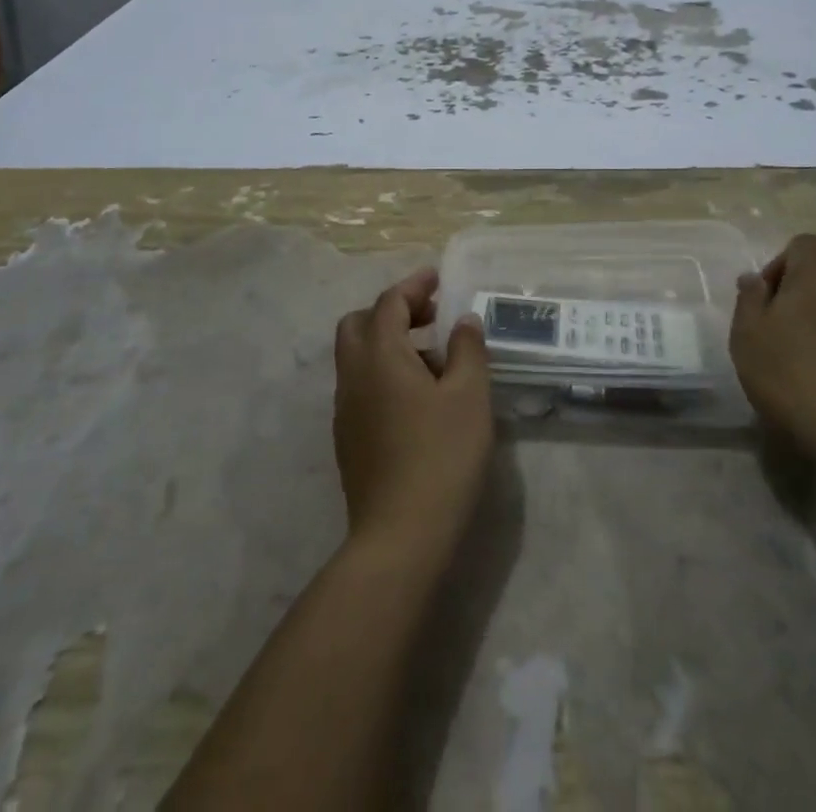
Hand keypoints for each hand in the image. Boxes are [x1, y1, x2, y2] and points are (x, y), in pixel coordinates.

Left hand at [333, 268, 492, 561]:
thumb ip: (468, 349)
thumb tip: (463, 321)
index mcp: (380, 355)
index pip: (389, 303)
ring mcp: (345, 409)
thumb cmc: (441, 456)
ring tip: (434, 357)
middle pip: (360, 323)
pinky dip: (383, 370)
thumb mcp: (469, 396)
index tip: (438, 278)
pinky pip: (361, 384)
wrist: (400, 537)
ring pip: (357, 355)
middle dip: (392, 310)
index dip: (414, 285)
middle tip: (430, 315)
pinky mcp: (348, 438)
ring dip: (388, 341)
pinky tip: (417, 396)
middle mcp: (353, 375)